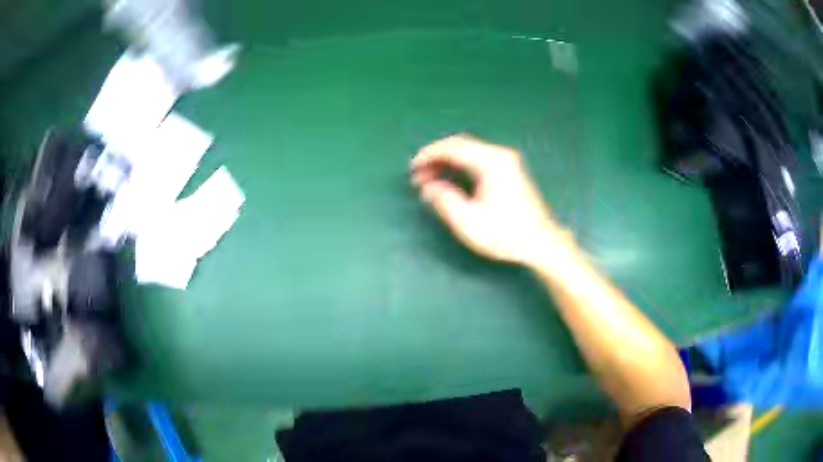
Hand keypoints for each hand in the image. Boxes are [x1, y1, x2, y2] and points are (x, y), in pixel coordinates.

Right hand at [410, 135, 566, 266]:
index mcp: (491, 162)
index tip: (412, 169)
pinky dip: (460, 166)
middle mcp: (500, 155)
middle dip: (436, 158)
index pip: (452, 147)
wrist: (541, 243)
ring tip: (430, 180)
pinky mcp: (509, 170)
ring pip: (468, 152)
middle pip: (460, 146)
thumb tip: (428, 187)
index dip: (428, 155)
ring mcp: (507, 161)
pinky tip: (450, 180)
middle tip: (418, 177)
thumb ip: (444, 200)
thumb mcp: (468, 222)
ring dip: (447, 162)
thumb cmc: (505, 234)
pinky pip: (477, 159)